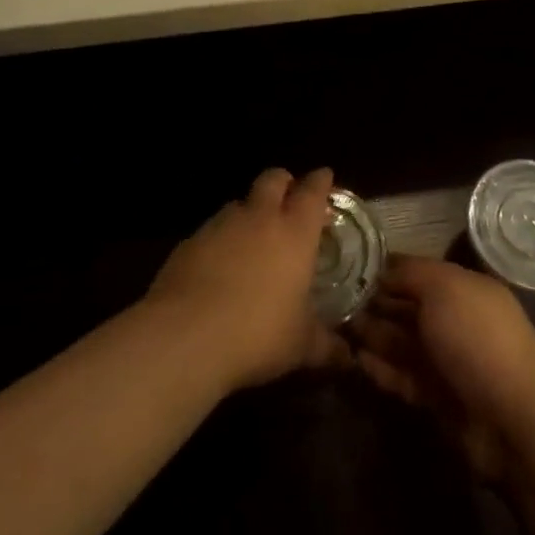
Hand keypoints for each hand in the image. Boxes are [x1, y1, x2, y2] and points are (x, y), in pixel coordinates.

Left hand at [145, 168, 345, 392]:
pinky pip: (210, 230)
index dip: (320, 181)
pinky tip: (218, 264)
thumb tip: (348, 358)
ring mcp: (220, 226)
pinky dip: (220, 239)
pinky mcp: (189, 242)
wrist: (186, 336)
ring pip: (238, 202)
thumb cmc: (258, 334)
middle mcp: (259, 218)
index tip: (324, 176)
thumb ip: (326, 346)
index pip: (312, 192)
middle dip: (283, 182)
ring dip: (248, 211)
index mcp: (295, 233)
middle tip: (289, 195)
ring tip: (252, 234)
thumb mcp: (300, 346)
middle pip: (272, 180)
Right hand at [348, 255, 534, 478]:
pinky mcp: (439, 399)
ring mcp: (449, 362)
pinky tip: (355, 362)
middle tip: (333, 301)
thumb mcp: (444, 288)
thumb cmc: (478, 338)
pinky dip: (382, 370)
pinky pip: (404, 378)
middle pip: (409, 308)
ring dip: (373, 336)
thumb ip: (411, 274)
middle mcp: (457, 321)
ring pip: (403, 343)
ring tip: (336, 329)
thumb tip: (384, 269)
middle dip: (375, 304)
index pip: (419, 272)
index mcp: (465, 289)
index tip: (351, 268)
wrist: (513, 419)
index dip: (387, 270)